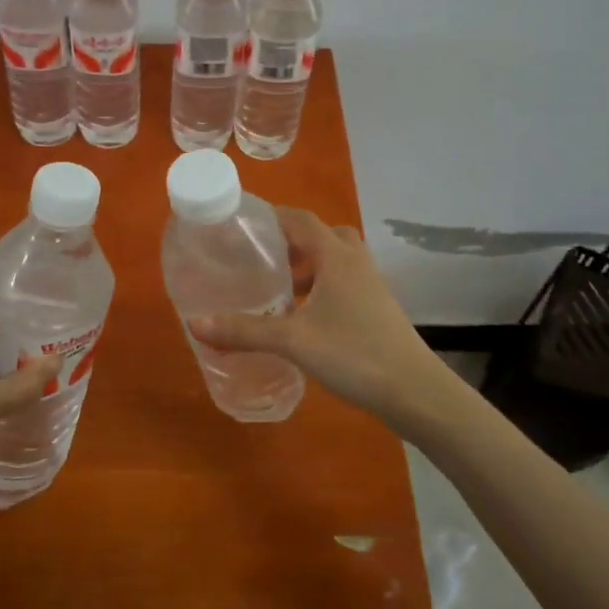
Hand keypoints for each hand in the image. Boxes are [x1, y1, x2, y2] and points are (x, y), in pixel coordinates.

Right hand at [189, 208, 460, 427]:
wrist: (414, 391)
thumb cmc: (354, 354)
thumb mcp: (293, 341)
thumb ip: (244, 330)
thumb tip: (194, 323)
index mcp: (336, 256)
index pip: (300, 219)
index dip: (272, 216)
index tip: (241, 225)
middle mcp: (355, 262)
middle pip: (321, 235)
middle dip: (290, 243)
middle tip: (260, 260)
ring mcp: (370, 285)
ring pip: (334, 261)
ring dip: (307, 268)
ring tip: (276, 291)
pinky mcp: (376, 308)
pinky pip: (342, 283)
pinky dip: (320, 289)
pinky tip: (301, 318)